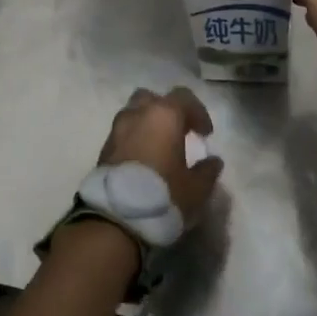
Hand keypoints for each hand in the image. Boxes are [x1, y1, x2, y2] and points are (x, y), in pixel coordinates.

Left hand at [98, 86, 222, 222]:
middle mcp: (138, 114)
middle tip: (178, 132)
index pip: (184, 98)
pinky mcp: (103, 148)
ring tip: (158, 147)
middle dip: (166, 110)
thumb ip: (207, 171)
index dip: (198, 113)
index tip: (206, 135)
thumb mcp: (196, 189)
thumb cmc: (163, 195)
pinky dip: (133, 140)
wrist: (116, 217)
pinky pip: (122, 134)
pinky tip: (142, 161)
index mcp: (164, 115)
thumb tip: (213, 161)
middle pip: (153, 99)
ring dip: (146, 124)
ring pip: (133, 113)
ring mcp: (117, 130)